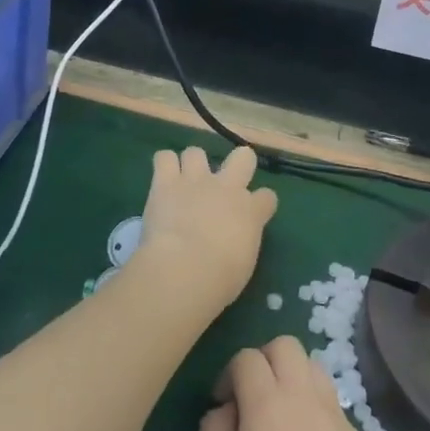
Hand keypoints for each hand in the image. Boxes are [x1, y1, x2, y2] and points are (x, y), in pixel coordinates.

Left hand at [132, 147, 277, 311]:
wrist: (185, 268)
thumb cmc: (221, 278)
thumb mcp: (244, 263)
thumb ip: (242, 241)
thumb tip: (234, 239)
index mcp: (251, 211)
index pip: (267, 197)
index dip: (260, 203)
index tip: (254, 212)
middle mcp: (227, 187)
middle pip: (243, 156)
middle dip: (238, 163)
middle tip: (224, 182)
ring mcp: (196, 180)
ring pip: (196, 152)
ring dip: (191, 165)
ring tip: (183, 182)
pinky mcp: (166, 182)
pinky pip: (164, 157)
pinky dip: (163, 166)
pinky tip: (162, 180)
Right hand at [199, 336, 386, 430]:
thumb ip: (213, 430)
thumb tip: (227, 407)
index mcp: (268, 404)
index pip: (247, 358)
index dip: (228, 374)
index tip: (223, 405)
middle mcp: (307, 398)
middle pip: (286, 346)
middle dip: (263, 360)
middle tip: (252, 397)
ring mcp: (339, 418)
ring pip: (315, 368)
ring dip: (293, 377)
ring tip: (281, 417)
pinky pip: (333, 405)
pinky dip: (315, 409)